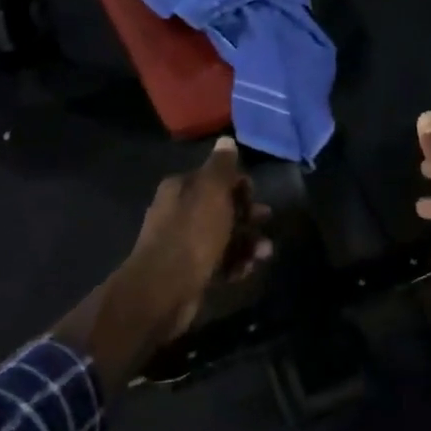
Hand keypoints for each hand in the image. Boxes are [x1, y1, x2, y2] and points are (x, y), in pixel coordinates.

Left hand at [56, 138, 270, 390]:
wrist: (164, 290)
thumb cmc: (191, 234)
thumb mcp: (212, 192)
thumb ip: (222, 167)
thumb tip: (226, 140)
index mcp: (180, 188)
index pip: (214, 177)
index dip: (238, 184)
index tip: (256, 195)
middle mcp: (178, 212)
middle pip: (221, 207)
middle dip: (247, 214)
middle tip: (266, 221)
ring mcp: (183, 243)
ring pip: (223, 236)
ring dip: (246, 242)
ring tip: (264, 253)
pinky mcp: (189, 271)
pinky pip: (219, 262)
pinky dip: (235, 263)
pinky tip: (248, 269)